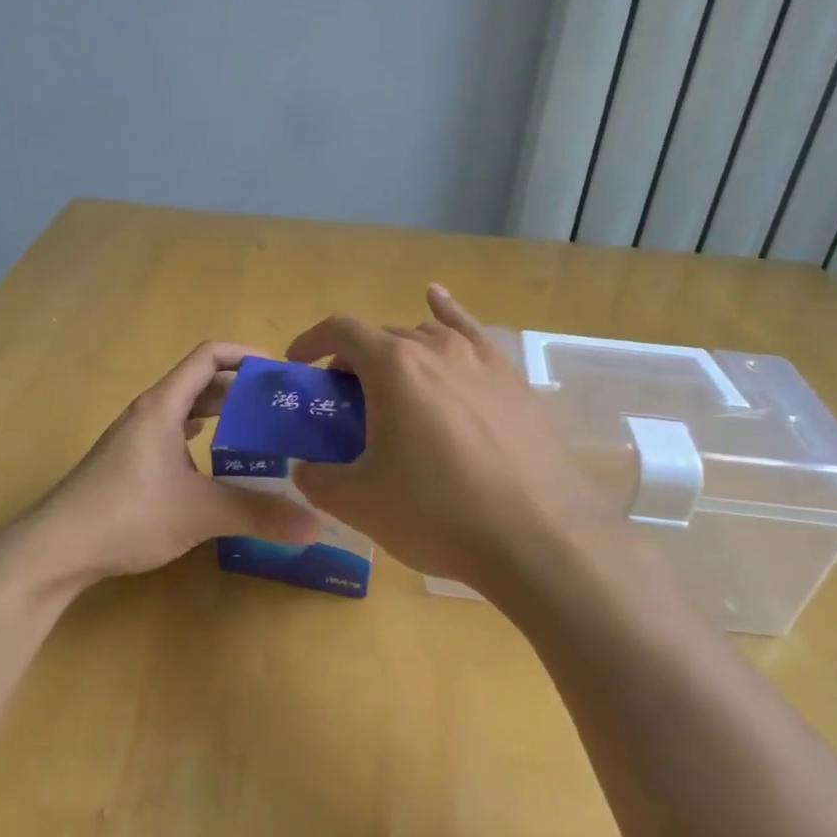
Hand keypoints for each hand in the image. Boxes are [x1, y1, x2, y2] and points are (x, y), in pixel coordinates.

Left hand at [35, 342, 320, 585]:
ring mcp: (136, 439)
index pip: (209, 356)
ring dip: (222, 413)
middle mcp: (149, 413)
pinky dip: (202, 438)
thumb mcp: (200, 512)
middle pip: (201, 382)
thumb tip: (316, 524)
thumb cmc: (127, 514)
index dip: (246, 354)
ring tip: (261, 431)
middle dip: (242, 388)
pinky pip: (175, 435)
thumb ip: (258, 514)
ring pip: (187, 411)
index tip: (281, 371)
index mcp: (164, 406)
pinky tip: (220, 462)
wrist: (55, 549)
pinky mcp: (130, 464)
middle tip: (282, 406)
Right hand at [286, 286, 630, 596]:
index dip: (311, 342)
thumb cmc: (438, 513)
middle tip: (347, 405)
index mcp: (393, 366)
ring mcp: (481, 359)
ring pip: (426, 336)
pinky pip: (471, 333)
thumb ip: (318, 479)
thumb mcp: (359, 503)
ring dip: (398, 353)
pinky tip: (438, 300)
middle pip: (382, 336)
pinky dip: (448, 314)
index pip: (340, 330)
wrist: (539, 536)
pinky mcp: (513, 379)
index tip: (297, 365)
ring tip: (393, 387)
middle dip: (354, 361)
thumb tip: (306, 468)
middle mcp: (436, 348)